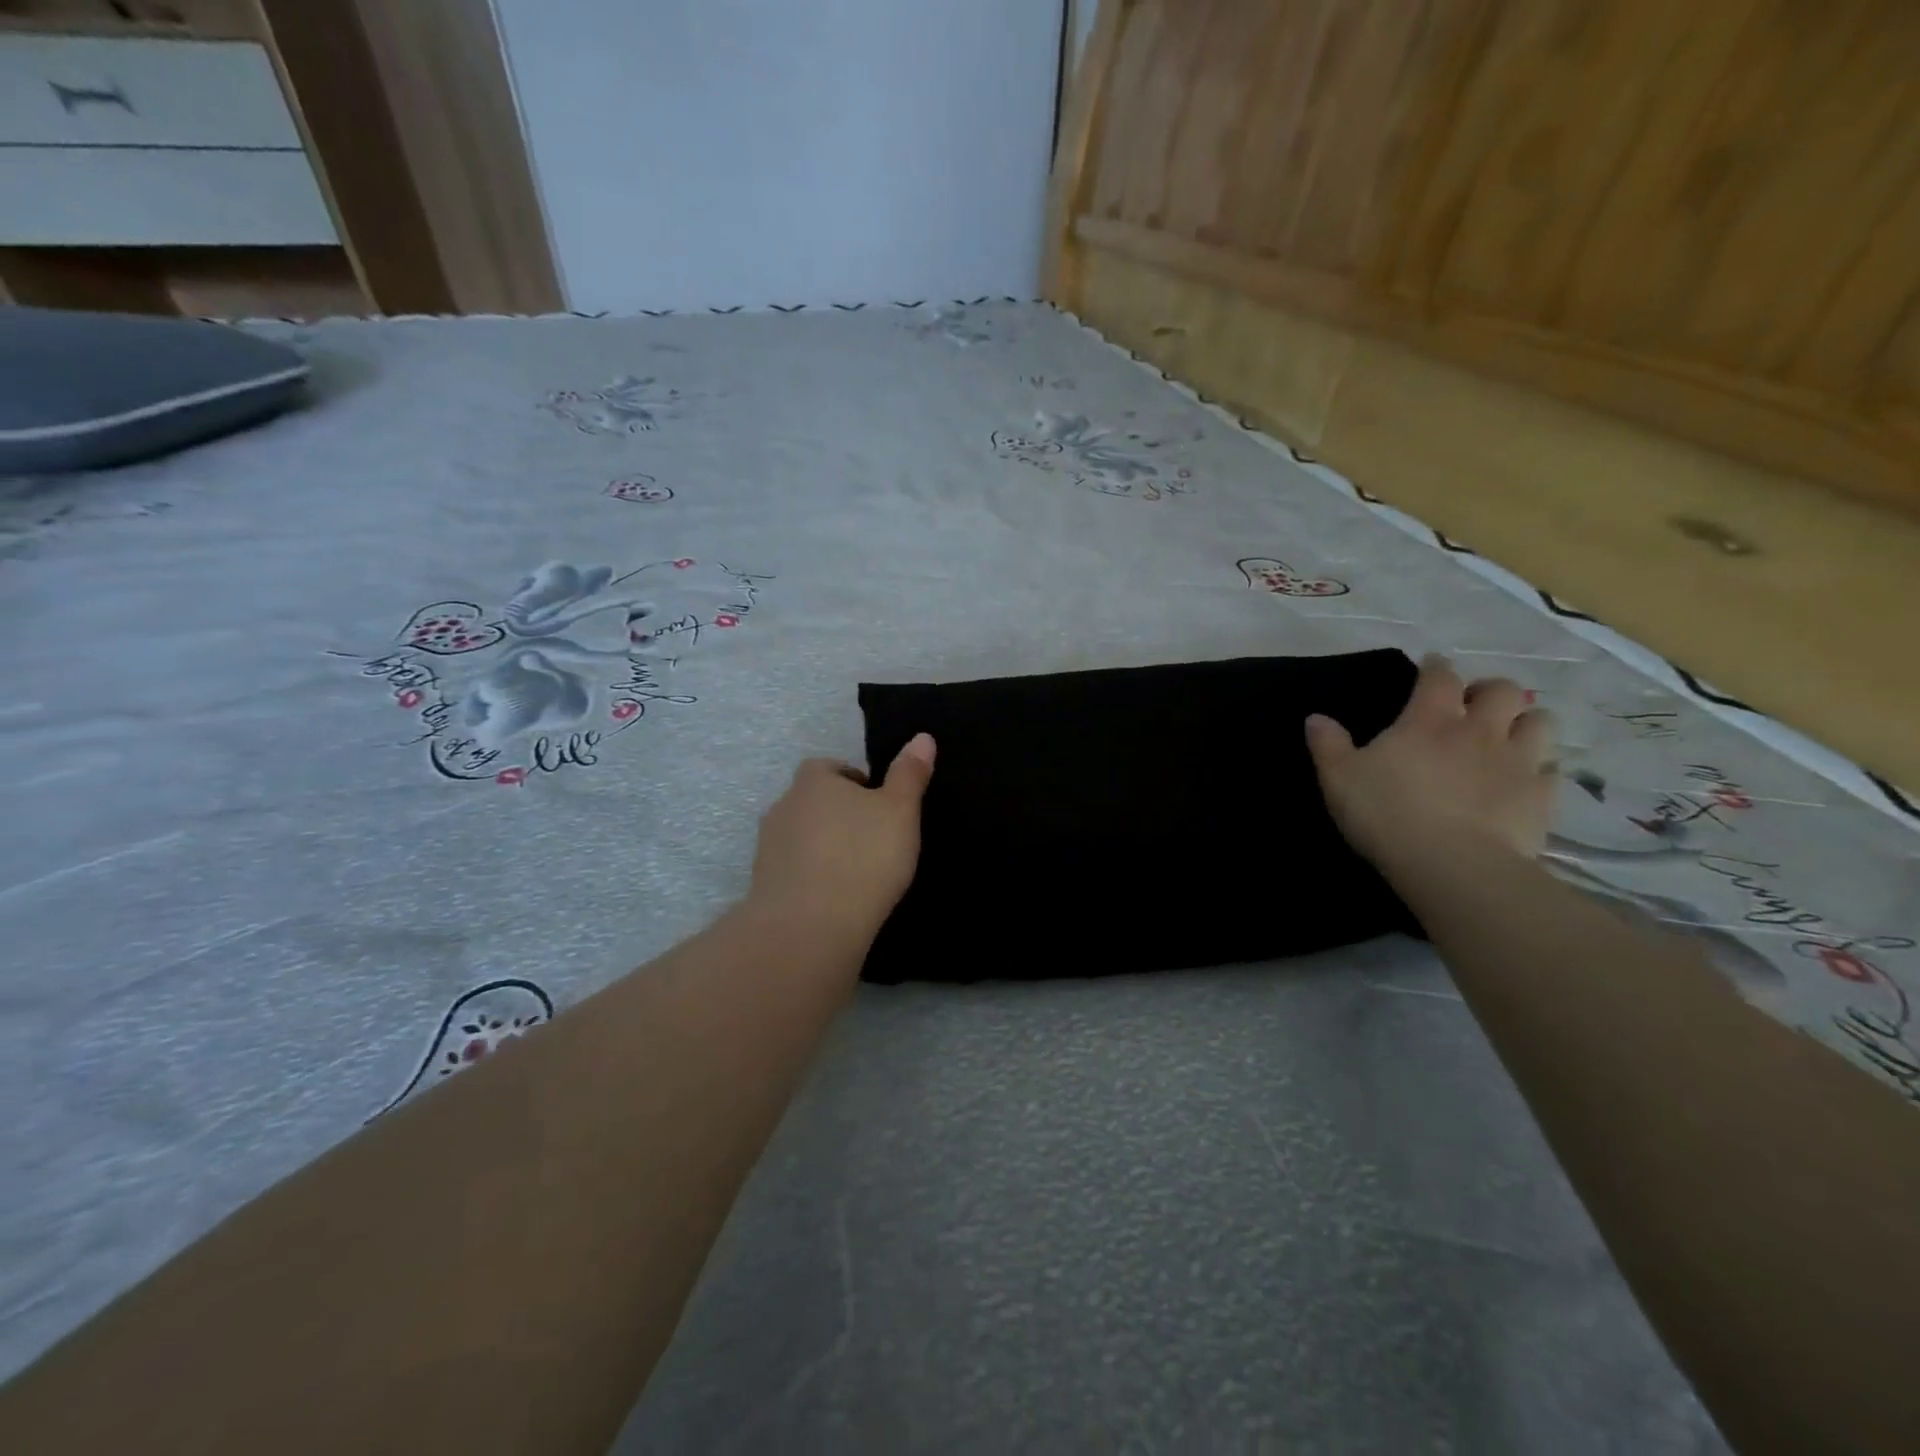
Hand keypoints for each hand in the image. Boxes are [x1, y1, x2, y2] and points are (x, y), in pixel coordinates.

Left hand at [748, 734, 936, 944]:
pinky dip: (811, 878)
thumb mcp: (900, 811)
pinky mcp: (763, 885)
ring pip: (801, 837)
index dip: (854, 783)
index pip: (829, 768)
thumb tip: (922, 737)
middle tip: (872, 840)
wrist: (809, 927)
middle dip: (838, 815)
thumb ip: (909, 774)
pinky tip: (835, 899)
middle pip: (813, 802)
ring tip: (855, 873)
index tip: (878, 807)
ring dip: (822, 848)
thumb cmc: (862, 857)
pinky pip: (793, 871)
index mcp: (813, 780)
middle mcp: (783, 806)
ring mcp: (767, 847)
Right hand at [1305, 653, 1554, 872]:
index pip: (1439, 677)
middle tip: (1473, 705)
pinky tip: (1526, 780)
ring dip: (1525, 722)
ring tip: (1508, 736)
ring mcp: (1517, 762)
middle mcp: (1479, 730)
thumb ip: (1328, 745)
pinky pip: (1552, 770)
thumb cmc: (1386, 812)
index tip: (1432, 665)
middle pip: (1503, 690)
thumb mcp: (1339, 778)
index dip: (1436, 667)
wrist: (1451, 863)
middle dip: (1489, 690)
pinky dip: (1541, 768)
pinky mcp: (1541, 797)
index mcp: (1429, 720)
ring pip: (1540, 722)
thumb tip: (1315, 718)